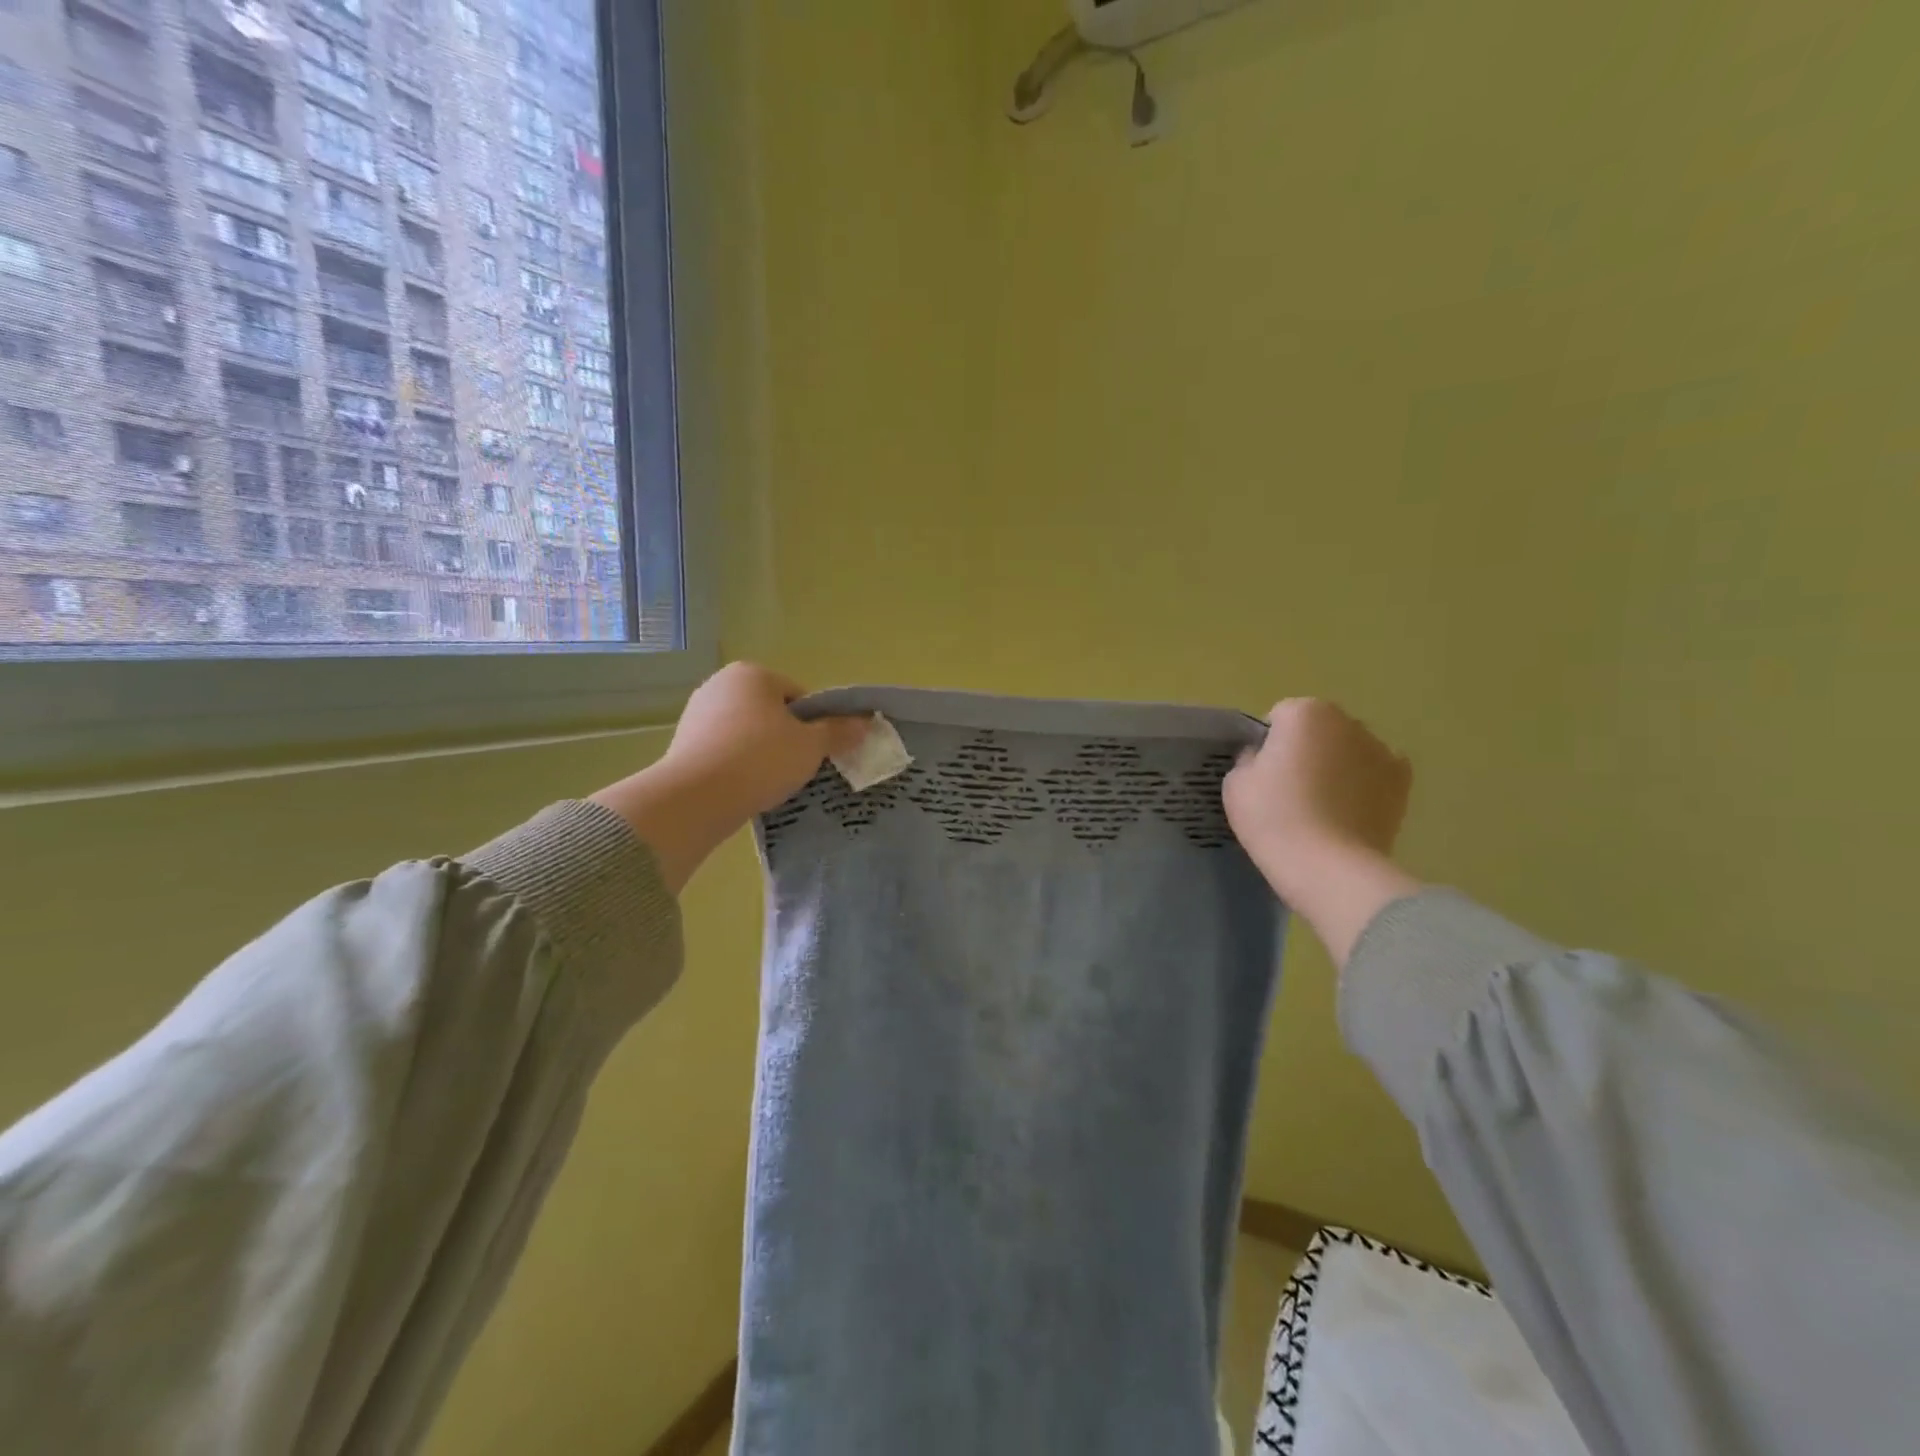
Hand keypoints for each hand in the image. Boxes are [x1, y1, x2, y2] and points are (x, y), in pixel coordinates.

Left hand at [591, 664, 868, 890]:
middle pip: (771, 712)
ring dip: (762, 752)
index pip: (799, 696)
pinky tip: (746, 787)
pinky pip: (724, 749)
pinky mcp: (683, 741)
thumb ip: (838, 732)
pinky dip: (738, 764)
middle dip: (787, 738)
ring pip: (747, 732)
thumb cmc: (761, 760)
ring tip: (771, 782)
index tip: (817, 752)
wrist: (696, 796)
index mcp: (753, 674)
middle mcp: (721, 683)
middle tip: (798, 768)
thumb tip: (865, 723)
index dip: (815, 725)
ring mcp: (697, 712)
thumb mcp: (811, 746)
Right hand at [1224, 699, 1417, 961]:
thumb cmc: (1273, 817)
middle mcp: (1348, 722)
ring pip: (1348, 751)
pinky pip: (1374, 775)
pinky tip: (1348, 814)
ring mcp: (1381, 751)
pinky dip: (1364, 786)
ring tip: (1321, 808)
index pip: (1278, 717)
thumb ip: (1249, 759)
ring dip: (1336, 767)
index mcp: (1305, 712)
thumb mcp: (1235, 783)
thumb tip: (1264, 759)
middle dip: (1305, 750)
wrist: (1327, 867)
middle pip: (1317, 729)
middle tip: (1289, 791)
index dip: (1266, 745)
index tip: (1261, 775)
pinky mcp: (1403, 784)